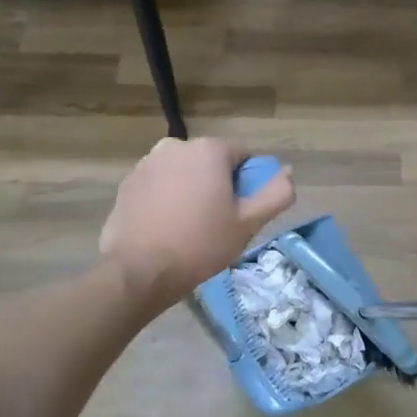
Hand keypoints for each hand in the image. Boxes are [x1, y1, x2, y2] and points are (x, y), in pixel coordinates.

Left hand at [100, 139, 295, 308]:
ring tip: (189, 227)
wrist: (139, 270)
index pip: (242, 157)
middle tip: (217, 222)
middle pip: (210, 163)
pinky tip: (166, 228)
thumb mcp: (248, 223)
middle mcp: (175, 146)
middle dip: (216, 185)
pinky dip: (165, 199)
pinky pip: (158, 186)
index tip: (240, 212)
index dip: (246, 184)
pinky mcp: (127, 184)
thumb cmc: (201, 244)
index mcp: (209, 150)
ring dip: (190, 190)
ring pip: (182, 173)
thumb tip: (288, 172)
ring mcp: (146, 163)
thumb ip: (276, 194)